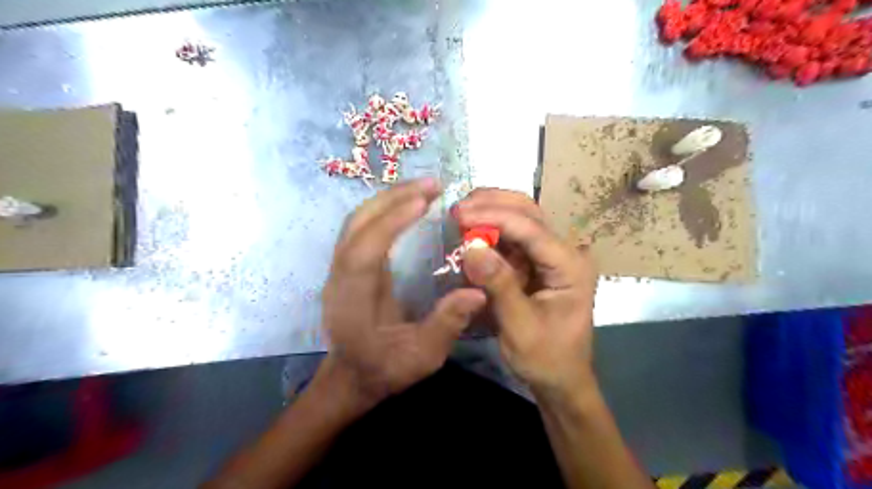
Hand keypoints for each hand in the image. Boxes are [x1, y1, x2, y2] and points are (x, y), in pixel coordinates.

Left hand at [319, 178, 487, 407]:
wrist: (352, 376)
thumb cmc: (386, 368)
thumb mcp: (422, 357)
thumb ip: (446, 325)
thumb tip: (478, 291)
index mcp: (354, 300)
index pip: (365, 250)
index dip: (391, 222)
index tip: (423, 201)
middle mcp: (340, 277)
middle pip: (357, 225)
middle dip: (393, 198)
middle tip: (433, 185)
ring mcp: (339, 268)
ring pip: (357, 220)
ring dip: (389, 199)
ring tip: (424, 188)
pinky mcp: (347, 264)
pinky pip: (361, 226)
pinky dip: (384, 209)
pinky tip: (407, 204)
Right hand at [452, 189, 595, 399]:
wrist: (561, 379)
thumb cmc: (546, 358)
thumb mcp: (520, 326)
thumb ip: (498, 284)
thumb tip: (471, 246)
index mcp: (570, 266)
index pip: (531, 229)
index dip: (494, 217)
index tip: (459, 214)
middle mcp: (565, 252)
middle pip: (530, 212)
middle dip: (493, 205)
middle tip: (458, 209)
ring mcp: (552, 255)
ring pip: (521, 218)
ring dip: (491, 212)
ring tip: (460, 214)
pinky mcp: (537, 262)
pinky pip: (513, 237)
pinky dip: (491, 231)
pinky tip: (471, 230)